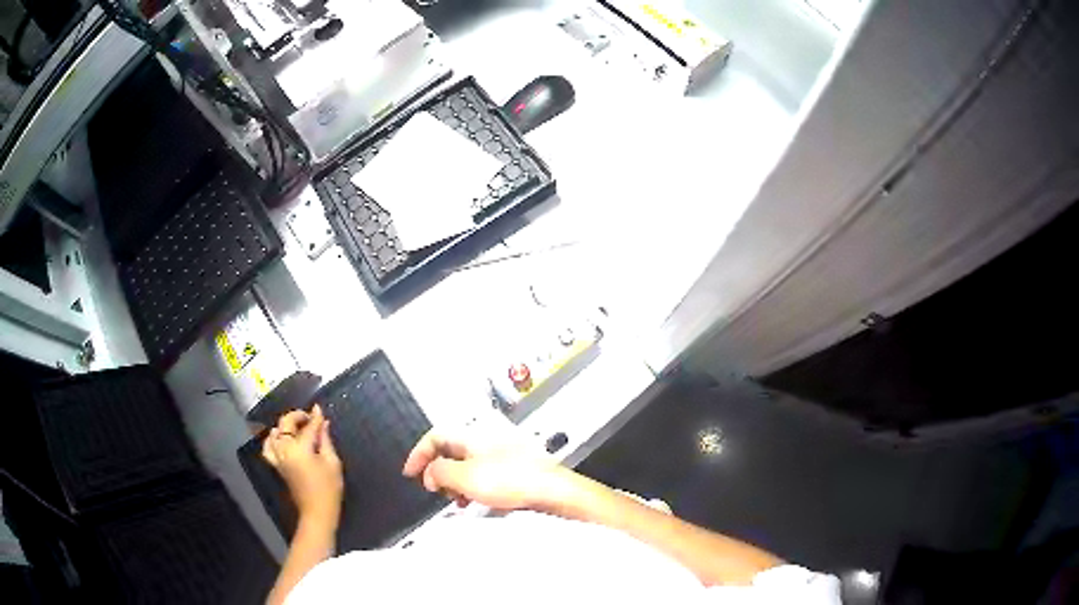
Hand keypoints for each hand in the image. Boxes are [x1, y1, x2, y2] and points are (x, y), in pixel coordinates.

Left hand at [262, 405, 343, 522]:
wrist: (317, 512)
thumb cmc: (329, 488)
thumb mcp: (332, 463)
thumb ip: (325, 440)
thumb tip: (323, 423)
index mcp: (299, 448)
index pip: (308, 427)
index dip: (315, 417)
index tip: (319, 409)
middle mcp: (284, 449)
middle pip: (285, 424)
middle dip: (297, 417)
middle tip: (310, 418)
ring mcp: (278, 457)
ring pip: (274, 433)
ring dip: (285, 426)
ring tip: (296, 427)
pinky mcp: (276, 465)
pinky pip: (268, 447)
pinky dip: (272, 439)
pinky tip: (281, 439)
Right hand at [402, 427, 562, 510]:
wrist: (550, 489)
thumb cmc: (514, 480)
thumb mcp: (465, 477)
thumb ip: (440, 472)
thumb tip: (430, 473)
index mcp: (471, 436)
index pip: (435, 437)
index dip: (418, 454)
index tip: (410, 473)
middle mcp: (484, 441)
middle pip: (449, 452)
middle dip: (437, 471)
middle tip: (434, 489)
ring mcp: (499, 455)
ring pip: (465, 466)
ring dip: (454, 483)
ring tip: (456, 499)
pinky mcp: (510, 470)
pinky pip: (481, 476)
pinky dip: (471, 488)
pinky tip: (474, 501)